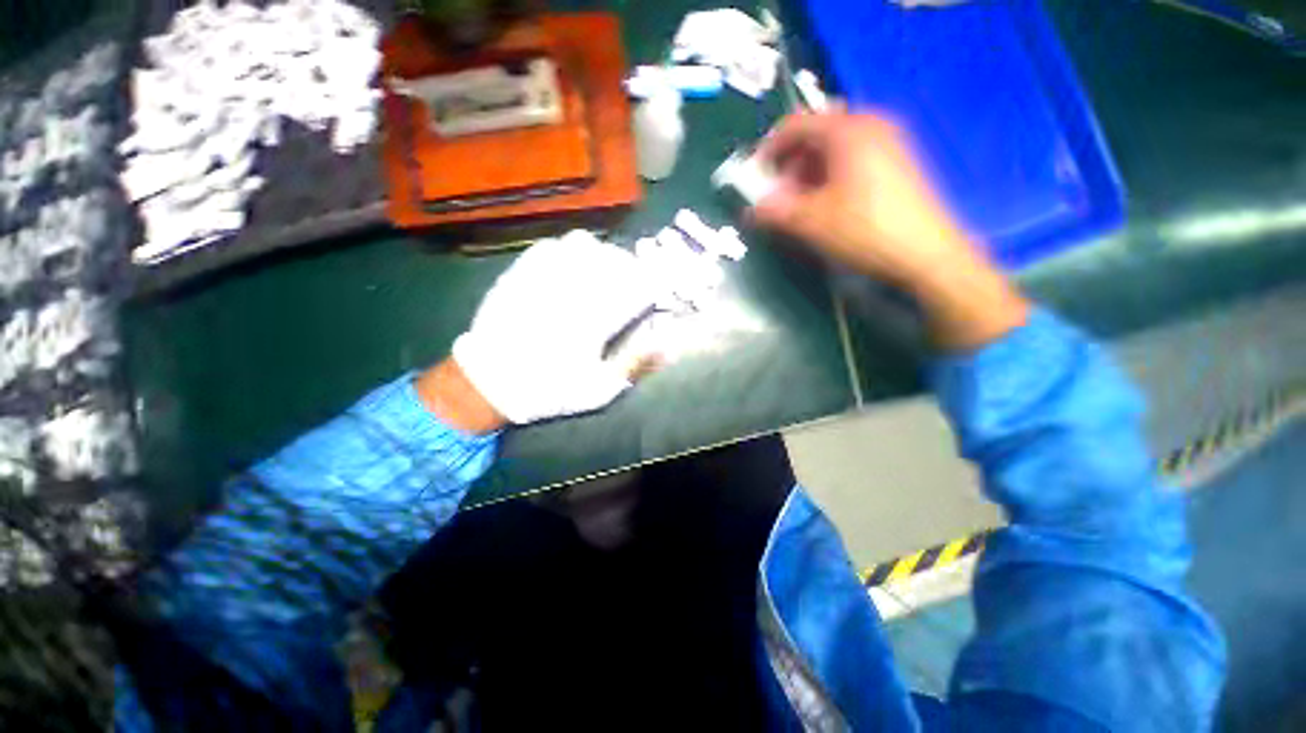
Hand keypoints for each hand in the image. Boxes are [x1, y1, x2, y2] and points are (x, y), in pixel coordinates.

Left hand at [425, 231, 659, 427]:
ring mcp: (544, 274)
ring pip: (587, 244)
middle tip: (631, 291)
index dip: (654, 287)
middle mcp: (572, 287)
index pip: (639, 285)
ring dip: (604, 258)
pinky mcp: (522, 269)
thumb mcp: (599, 390)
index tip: (654, 298)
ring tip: (605, 277)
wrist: (488, 380)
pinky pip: (556, 244)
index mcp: (594, 317)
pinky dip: (573, 251)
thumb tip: (669, 344)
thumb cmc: (550, 389)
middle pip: (617, 259)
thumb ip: (635, 363)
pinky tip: (574, 268)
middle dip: (633, 272)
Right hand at [752, 110, 1029, 349]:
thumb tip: (751, 209)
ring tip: (801, 204)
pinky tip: (828, 203)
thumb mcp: (812, 222)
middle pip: (816, 133)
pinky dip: (831, 175)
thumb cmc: (866, 231)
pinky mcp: (897, 162)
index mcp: (848, 131)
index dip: (769, 149)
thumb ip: (776, 211)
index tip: (756, 176)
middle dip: (790, 163)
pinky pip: (853, 157)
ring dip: (809, 172)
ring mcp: (888, 142)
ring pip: (834, 147)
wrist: (926, 254)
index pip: (796, 125)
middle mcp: (870, 126)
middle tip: (779, 195)